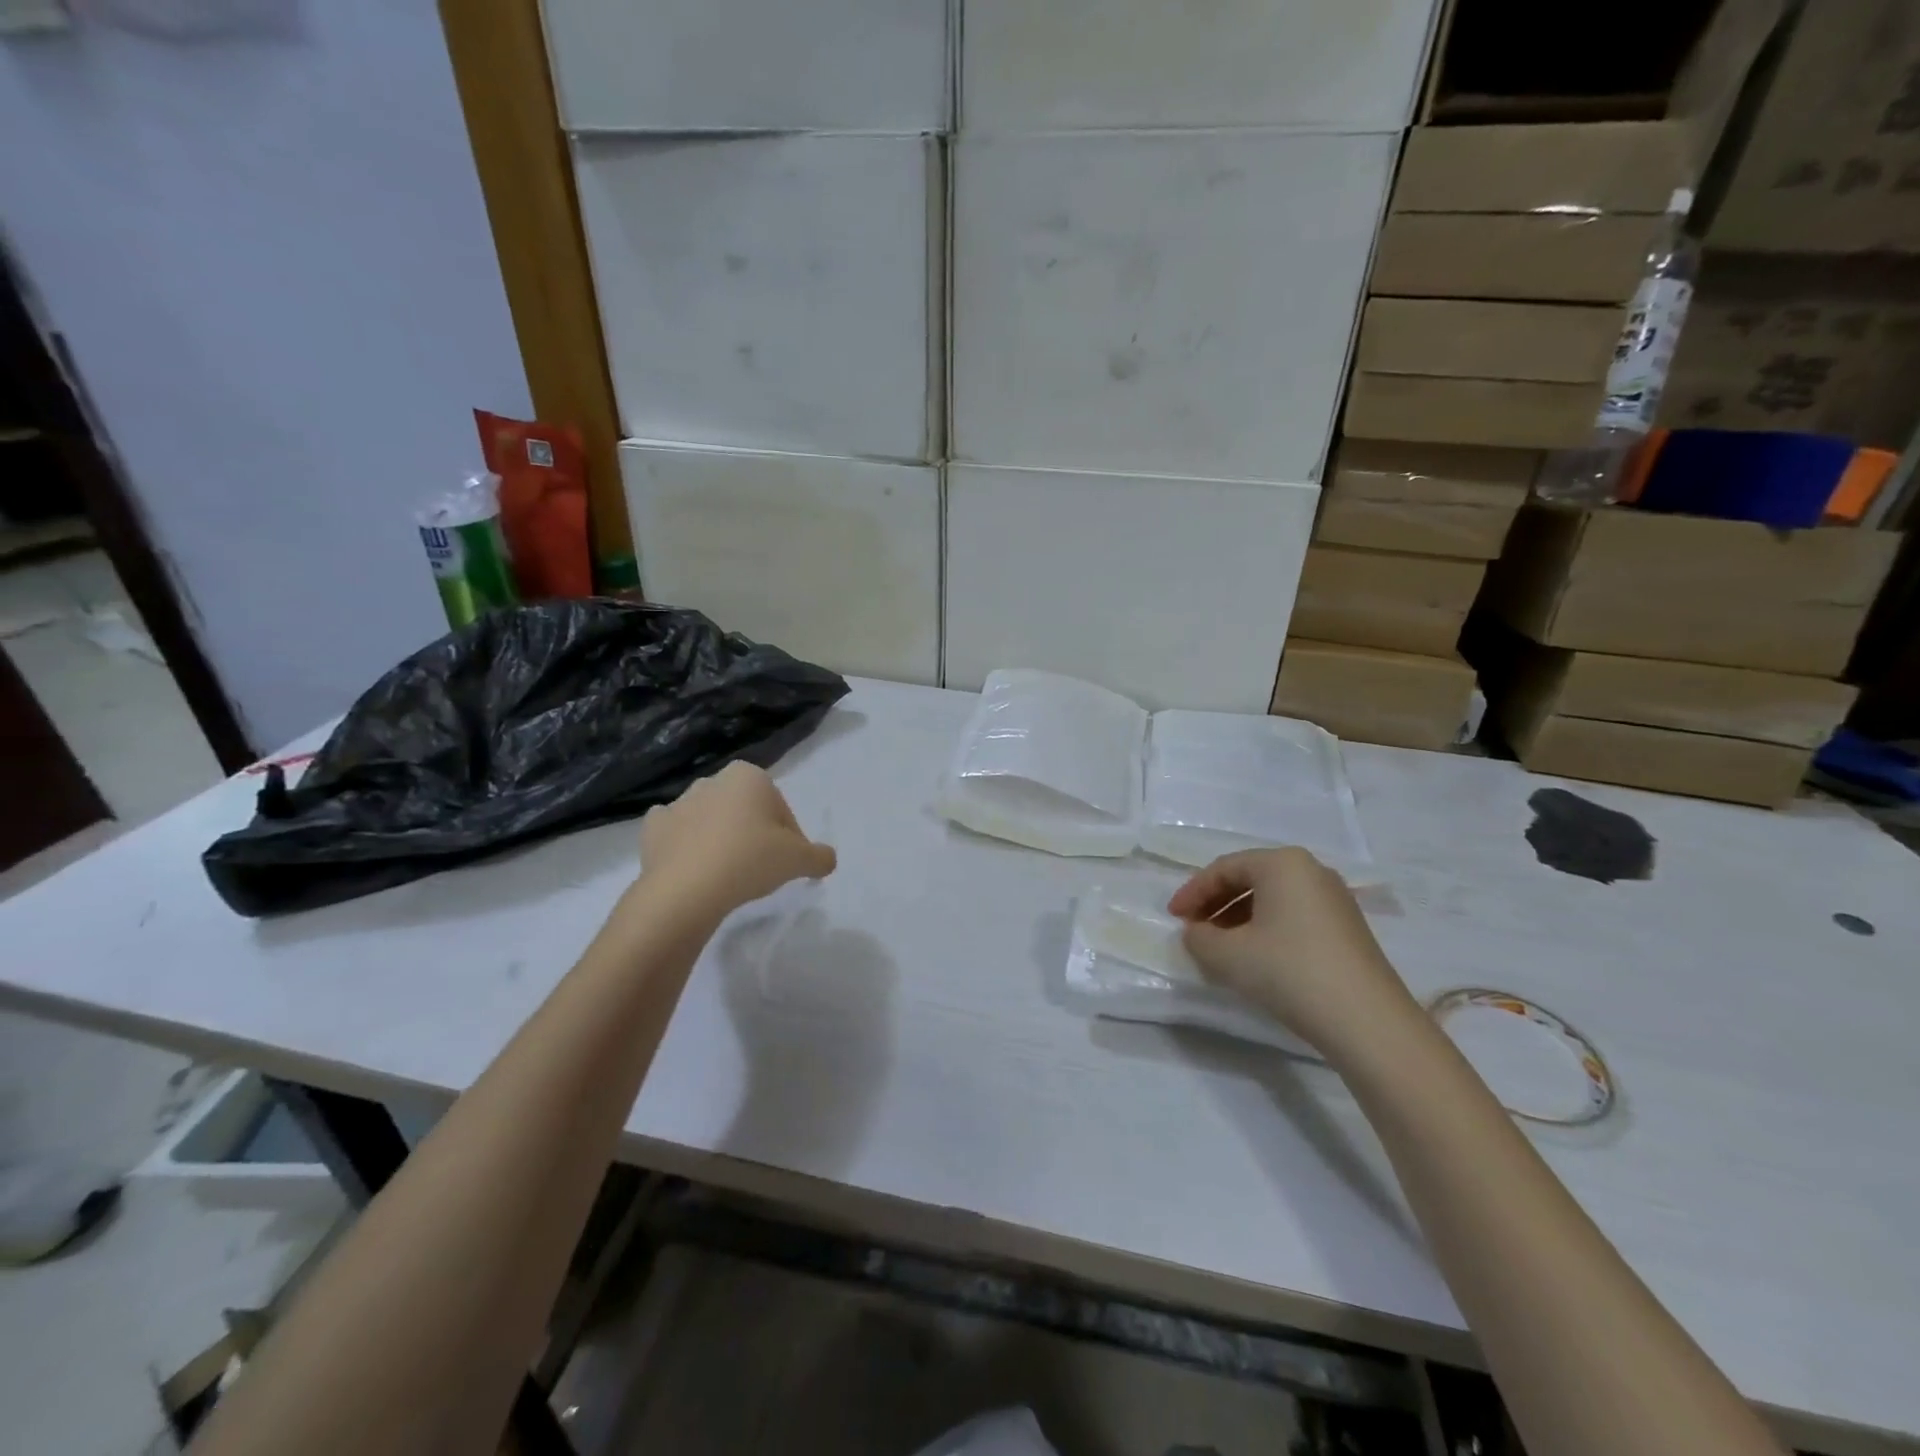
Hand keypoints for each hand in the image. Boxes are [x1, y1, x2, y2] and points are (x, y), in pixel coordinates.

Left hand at [640, 762, 836, 914]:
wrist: (685, 889)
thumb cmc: (749, 860)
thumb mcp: (799, 860)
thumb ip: (820, 856)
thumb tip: (827, 859)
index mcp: (750, 776)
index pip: (781, 809)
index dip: (789, 837)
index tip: (787, 863)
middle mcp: (713, 780)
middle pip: (746, 811)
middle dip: (754, 834)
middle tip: (761, 870)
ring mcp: (679, 802)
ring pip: (712, 820)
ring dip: (721, 839)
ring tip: (728, 876)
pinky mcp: (653, 828)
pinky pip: (677, 834)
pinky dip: (685, 846)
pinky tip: (695, 869)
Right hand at [1168, 848, 1420, 1058]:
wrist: (1368, 1022)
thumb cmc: (1289, 971)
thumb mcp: (1228, 955)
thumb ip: (1199, 937)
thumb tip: (1196, 932)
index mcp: (1282, 863)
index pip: (1223, 868)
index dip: (1192, 892)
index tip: (1173, 918)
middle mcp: (1311, 870)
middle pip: (1249, 879)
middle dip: (1216, 904)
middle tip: (1193, 930)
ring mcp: (1335, 899)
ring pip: (1272, 899)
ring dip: (1238, 918)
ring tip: (1219, 947)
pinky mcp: (1348, 928)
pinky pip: (1293, 916)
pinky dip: (1265, 929)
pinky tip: (1255, 958)